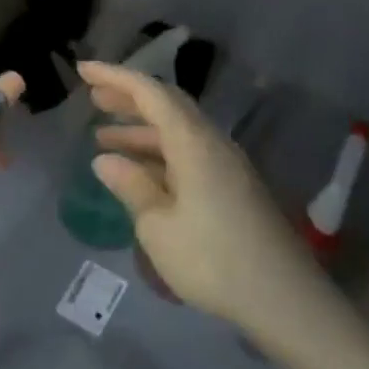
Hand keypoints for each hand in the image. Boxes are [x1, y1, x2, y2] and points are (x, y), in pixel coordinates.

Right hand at [80, 60, 318, 335]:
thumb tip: (105, 160)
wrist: (284, 299)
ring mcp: (226, 164)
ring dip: (141, 128)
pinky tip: (139, 171)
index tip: (83, 69)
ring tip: (103, 137)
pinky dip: (159, 151)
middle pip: (167, 104)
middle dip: (128, 97)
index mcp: (192, 142)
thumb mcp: (158, 226)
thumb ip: (131, 186)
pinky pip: (188, 152)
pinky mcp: (233, 186)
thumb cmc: (213, 260)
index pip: (149, 93)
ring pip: (177, 130)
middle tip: (93, 97)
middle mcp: (211, 142)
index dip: (115, 77)